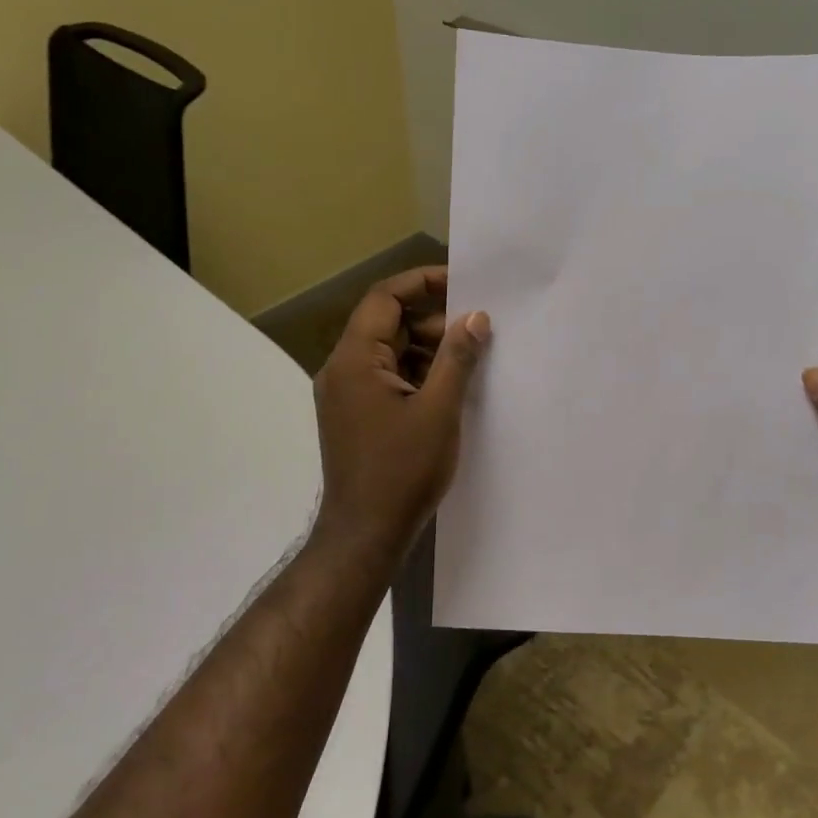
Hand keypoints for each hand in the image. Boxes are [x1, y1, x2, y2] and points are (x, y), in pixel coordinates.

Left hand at [312, 266, 490, 560]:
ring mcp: (346, 395)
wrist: (365, 534)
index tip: (462, 283)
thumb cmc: (402, 470)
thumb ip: (457, 358)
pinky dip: (416, 374)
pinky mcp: (355, 416)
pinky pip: (386, 378)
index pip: (384, 298)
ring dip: (427, 350)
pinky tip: (448, 389)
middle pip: (386, 324)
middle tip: (476, 331)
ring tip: (469, 361)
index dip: (422, 282)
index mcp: (354, 360)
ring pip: (388, 353)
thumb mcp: (439, 410)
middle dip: (432, 321)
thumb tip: (475, 317)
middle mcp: (342, 370)